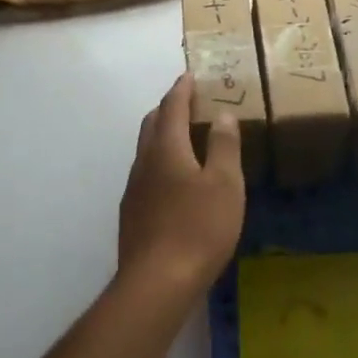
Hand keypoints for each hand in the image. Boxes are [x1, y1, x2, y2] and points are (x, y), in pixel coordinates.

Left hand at [117, 73, 245, 302]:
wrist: (157, 282)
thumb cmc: (199, 228)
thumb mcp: (225, 185)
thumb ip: (223, 146)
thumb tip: (222, 115)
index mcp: (166, 148)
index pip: (172, 107)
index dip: (182, 89)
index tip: (189, 75)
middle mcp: (144, 162)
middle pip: (152, 124)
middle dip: (168, 108)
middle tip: (187, 102)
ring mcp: (133, 189)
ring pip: (145, 150)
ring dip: (162, 135)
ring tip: (183, 137)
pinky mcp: (132, 214)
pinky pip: (145, 174)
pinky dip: (159, 162)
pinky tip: (172, 181)